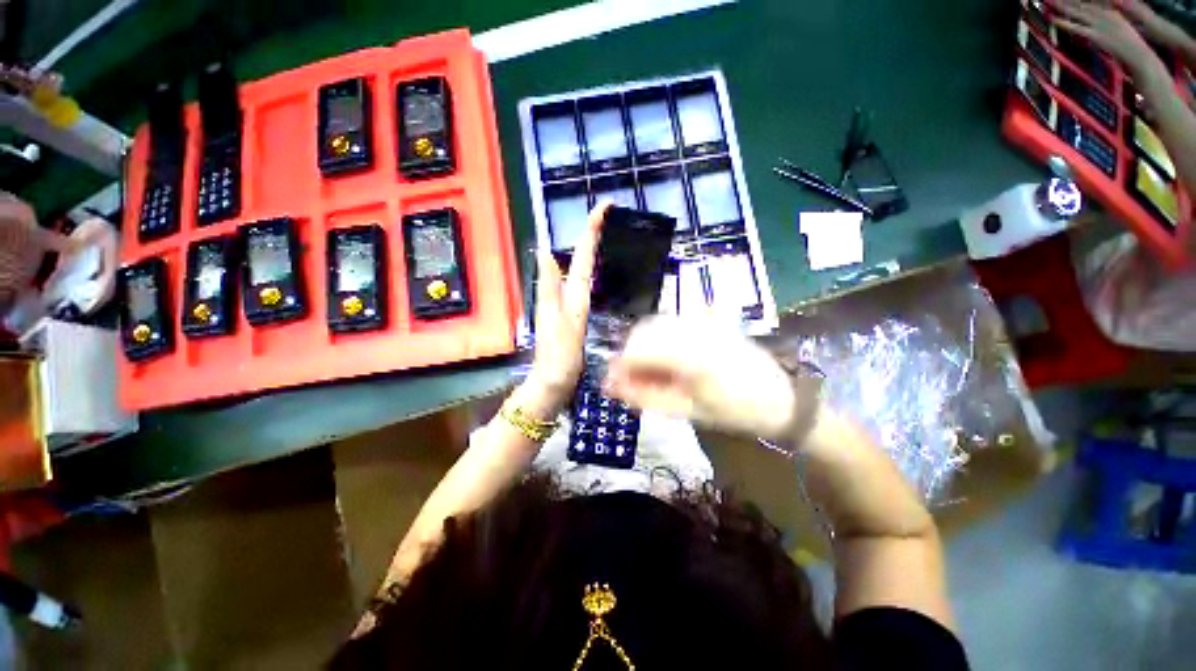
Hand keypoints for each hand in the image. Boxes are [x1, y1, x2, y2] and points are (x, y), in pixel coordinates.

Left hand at [524, 202, 608, 412]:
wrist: (554, 383)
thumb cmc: (558, 357)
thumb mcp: (556, 323)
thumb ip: (550, 288)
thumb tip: (544, 251)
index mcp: (568, 294)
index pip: (580, 256)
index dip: (590, 231)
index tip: (602, 207)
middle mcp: (569, 295)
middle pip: (581, 258)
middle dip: (591, 233)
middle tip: (607, 212)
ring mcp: (572, 305)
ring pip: (582, 269)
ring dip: (591, 248)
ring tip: (606, 230)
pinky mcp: (576, 315)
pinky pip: (584, 285)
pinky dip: (590, 269)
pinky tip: (597, 268)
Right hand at [604, 316, 800, 440]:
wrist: (782, 398)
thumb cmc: (735, 411)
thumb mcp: (686, 410)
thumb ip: (645, 396)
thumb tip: (612, 387)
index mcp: (690, 355)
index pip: (638, 350)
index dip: (619, 367)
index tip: (611, 385)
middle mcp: (694, 328)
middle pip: (642, 331)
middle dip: (629, 356)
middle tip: (630, 380)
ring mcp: (702, 319)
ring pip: (654, 324)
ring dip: (643, 346)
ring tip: (649, 372)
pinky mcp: (707, 318)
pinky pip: (670, 322)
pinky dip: (659, 339)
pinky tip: (665, 358)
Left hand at [1049, 0, 1156, 71]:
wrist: (1138, 53)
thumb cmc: (1131, 42)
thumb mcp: (1119, 23)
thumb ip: (1109, 16)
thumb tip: (1100, 14)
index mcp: (1110, 10)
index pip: (1090, 0)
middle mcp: (1103, 14)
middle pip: (1081, 4)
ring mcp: (1099, 24)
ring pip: (1077, 12)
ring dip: (1062, 6)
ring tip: (1050, 1)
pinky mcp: (1096, 35)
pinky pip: (1076, 27)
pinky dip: (1064, 23)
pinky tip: (1053, 19)